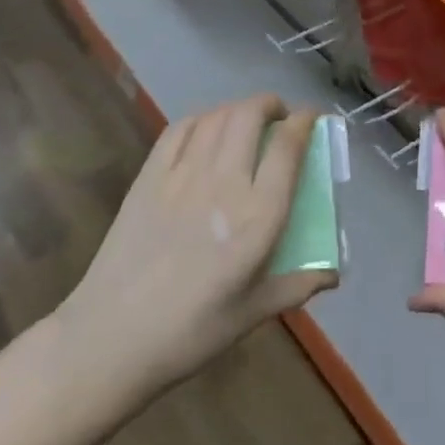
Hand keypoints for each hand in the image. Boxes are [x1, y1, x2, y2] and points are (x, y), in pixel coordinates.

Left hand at [57, 97, 333, 401]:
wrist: (111, 339)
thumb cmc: (191, 332)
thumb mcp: (253, 313)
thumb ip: (298, 285)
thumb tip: (333, 274)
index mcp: (257, 217)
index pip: (288, 147)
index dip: (305, 121)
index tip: (312, 118)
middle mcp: (224, 183)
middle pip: (251, 115)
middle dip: (272, 105)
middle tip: (279, 118)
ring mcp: (182, 174)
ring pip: (218, 116)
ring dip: (239, 109)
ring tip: (247, 122)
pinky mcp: (149, 176)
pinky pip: (180, 128)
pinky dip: (202, 118)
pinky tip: (207, 130)